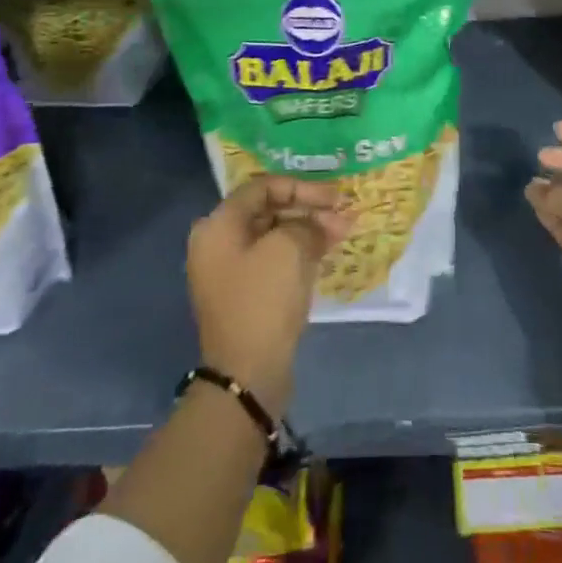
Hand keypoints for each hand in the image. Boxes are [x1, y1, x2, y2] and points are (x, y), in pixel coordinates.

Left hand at [187, 176, 349, 417]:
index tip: (334, 196)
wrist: (248, 375)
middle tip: (343, 214)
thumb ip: (307, 224)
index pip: (262, 188)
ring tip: (343, 231)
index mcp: (218, 226)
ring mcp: (231, 272)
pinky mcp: (247, 295)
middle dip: (308, 209)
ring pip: (275, 237)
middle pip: (269, 211)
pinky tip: (327, 251)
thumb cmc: (263, 300)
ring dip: (309, 230)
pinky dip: (300, 253)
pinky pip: (275, 261)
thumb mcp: (289, 248)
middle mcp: (218, 244)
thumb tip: (322, 222)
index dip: (301, 187)